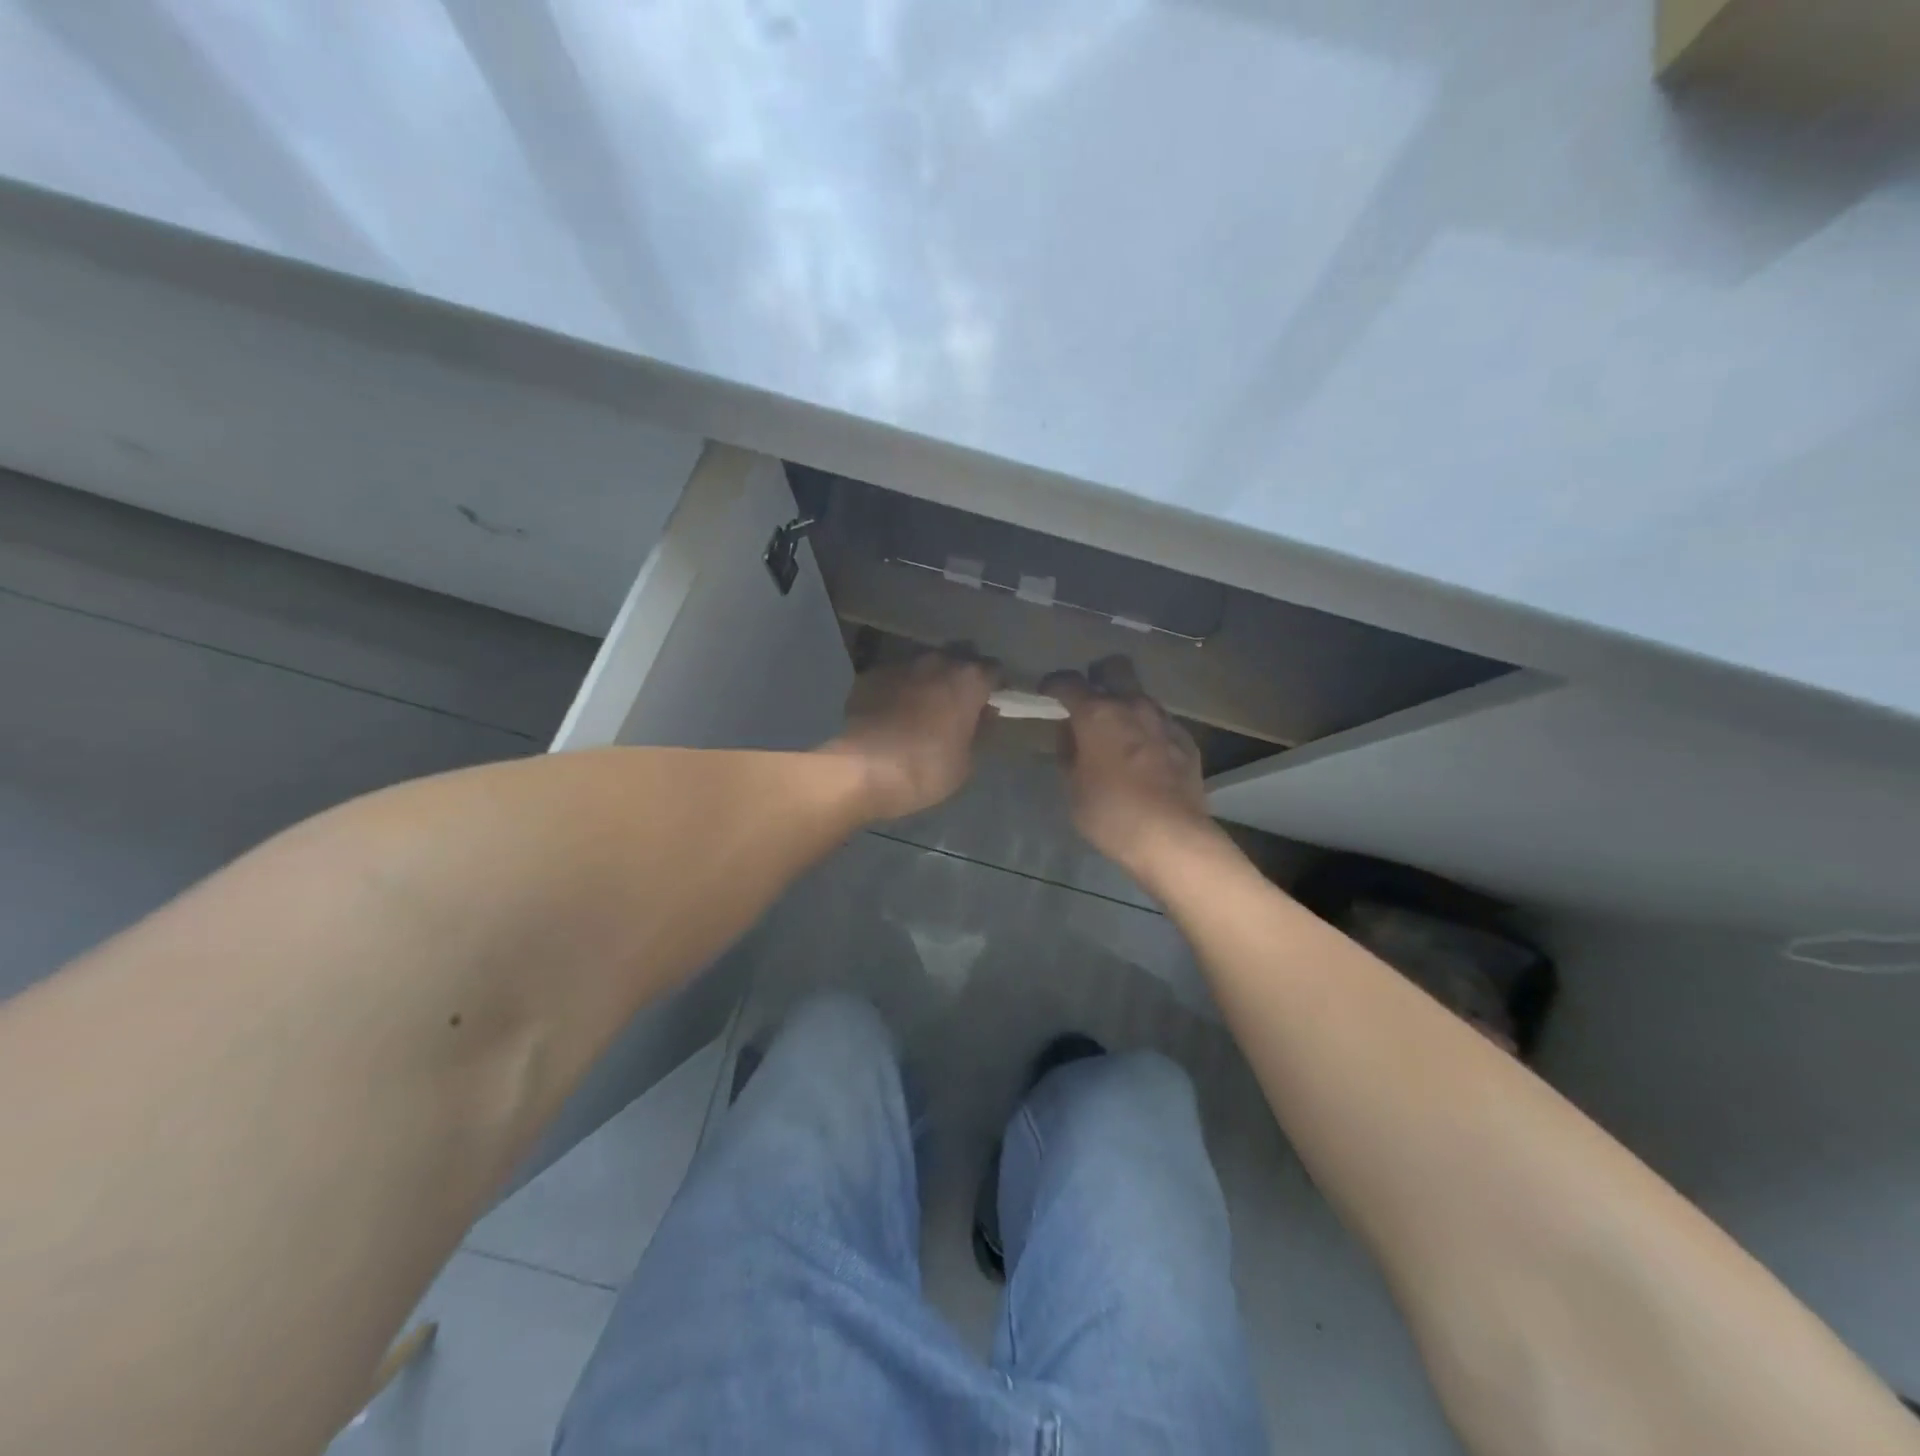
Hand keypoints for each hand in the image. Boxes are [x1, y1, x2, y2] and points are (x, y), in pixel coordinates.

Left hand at [823, 646, 998, 819]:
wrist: (863, 769)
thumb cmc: (926, 769)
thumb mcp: (965, 762)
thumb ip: (978, 733)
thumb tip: (984, 717)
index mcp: (967, 680)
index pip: (993, 671)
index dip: (994, 686)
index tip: (991, 701)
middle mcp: (936, 663)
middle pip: (956, 661)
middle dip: (959, 678)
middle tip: (957, 704)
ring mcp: (899, 666)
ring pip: (921, 668)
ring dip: (926, 683)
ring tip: (921, 708)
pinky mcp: (869, 677)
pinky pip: (892, 680)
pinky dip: (896, 692)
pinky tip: (891, 714)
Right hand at [1045, 656, 1218, 872]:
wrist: (1172, 837)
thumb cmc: (1111, 813)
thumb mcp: (1073, 787)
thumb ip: (1068, 752)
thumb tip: (1070, 734)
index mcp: (1097, 714)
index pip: (1068, 681)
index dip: (1053, 683)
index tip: (1047, 693)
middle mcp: (1132, 706)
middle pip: (1115, 667)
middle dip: (1098, 675)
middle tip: (1089, 700)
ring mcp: (1164, 720)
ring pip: (1141, 695)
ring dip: (1126, 705)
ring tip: (1118, 733)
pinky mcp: (1186, 740)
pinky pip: (1161, 723)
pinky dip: (1148, 731)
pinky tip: (1145, 756)